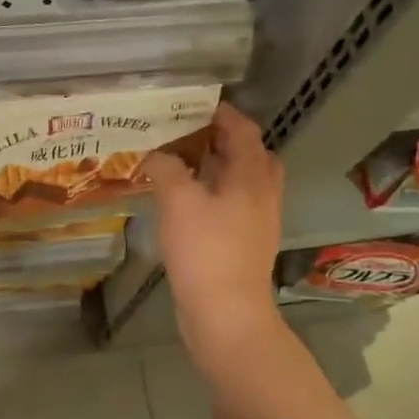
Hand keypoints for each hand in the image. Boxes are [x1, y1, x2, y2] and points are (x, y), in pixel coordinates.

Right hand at [142, 103, 285, 359]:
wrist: (226, 314)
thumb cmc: (206, 251)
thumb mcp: (178, 200)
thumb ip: (167, 168)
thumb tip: (157, 154)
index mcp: (252, 176)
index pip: (243, 130)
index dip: (221, 113)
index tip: (192, 104)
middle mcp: (262, 194)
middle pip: (249, 154)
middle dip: (221, 139)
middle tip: (186, 134)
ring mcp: (256, 222)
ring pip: (240, 182)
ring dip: (215, 168)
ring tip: (180, 164)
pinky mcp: (244, 244)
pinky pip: (231, 206)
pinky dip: (211, 194)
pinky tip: (183, 203)